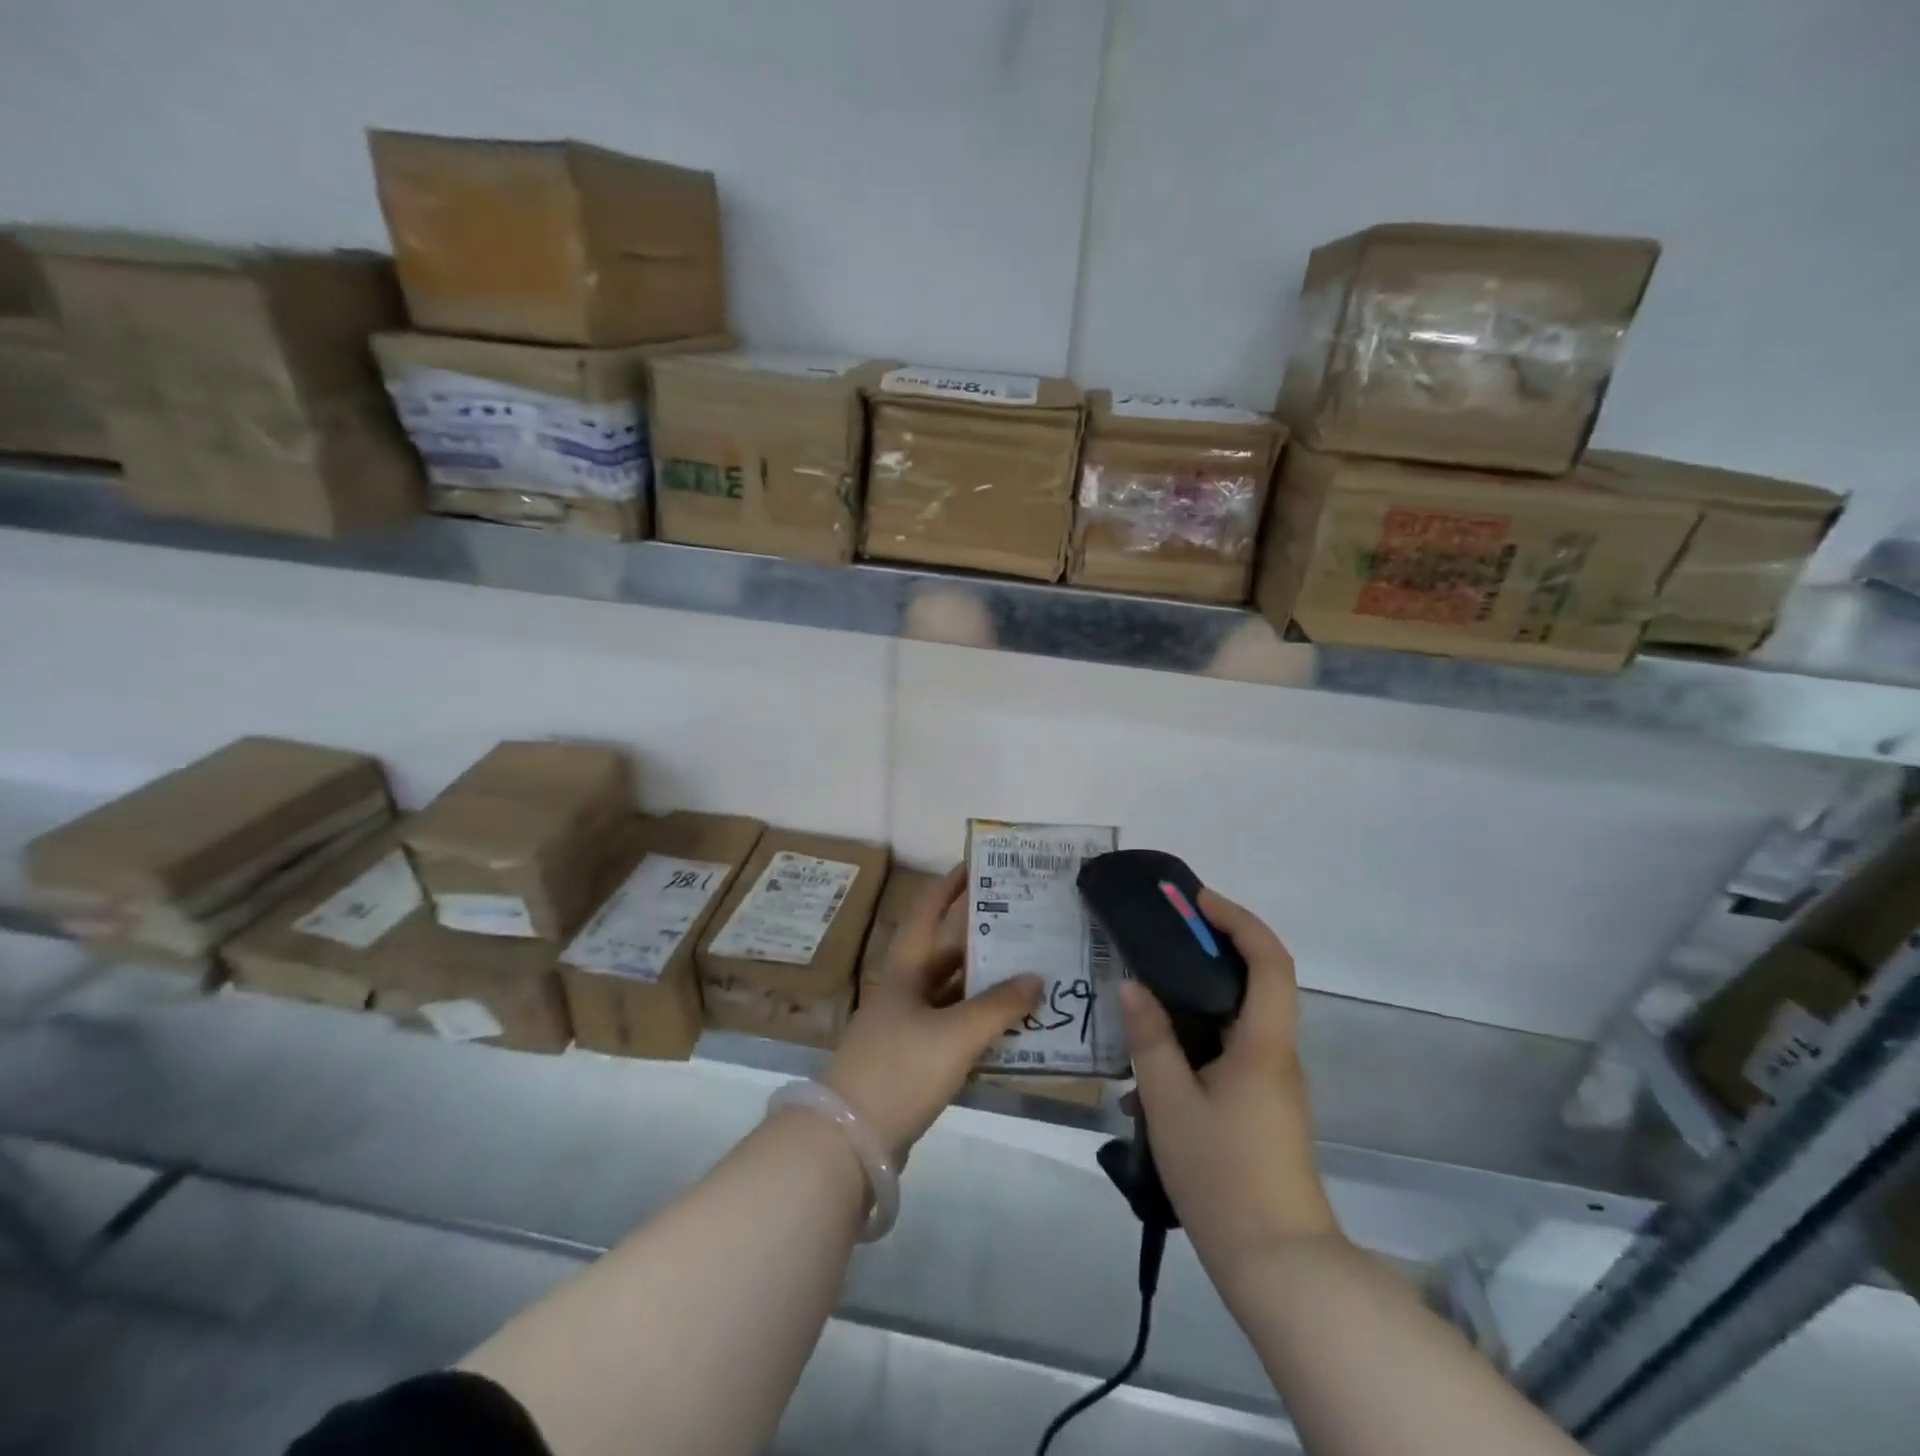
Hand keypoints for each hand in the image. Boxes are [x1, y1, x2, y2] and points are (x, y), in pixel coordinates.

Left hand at [825, 864, 1041, 1162]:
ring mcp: (907, 1027)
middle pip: (946, 955)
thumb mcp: (955, 1034)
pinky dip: (981, 1025)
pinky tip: (1012, 1029)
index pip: (928, 913)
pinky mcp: (913, 1060)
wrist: (850, 1137)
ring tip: (1029, 974)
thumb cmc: (900, 1068)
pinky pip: (954, 1030)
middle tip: (1024, 927)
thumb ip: (998, 1006)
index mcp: (906, 970)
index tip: (976, 864)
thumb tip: (1036, 977)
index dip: (949, 886)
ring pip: (953, 994)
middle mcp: (905, 990)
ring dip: (986, 986)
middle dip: (982, 940)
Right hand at [1119, 889, 1336, 1289]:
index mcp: (1263, 1044)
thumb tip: (1132, 986)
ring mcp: (1274, 1082)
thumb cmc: (1224, 1177)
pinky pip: (1234, 1046)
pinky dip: (1201, 1029)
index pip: (1270, 960)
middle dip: (1217, 944)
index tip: (1196, 900)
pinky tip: (1158, 1055)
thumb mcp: (1170, 1104)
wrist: (1280, 1266)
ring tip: (1151, 985)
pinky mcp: (1264, 1105)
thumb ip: (1150, 1040)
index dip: (1238, 919)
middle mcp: (1277, 1053)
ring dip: (1205, 988)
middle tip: (1165, 933)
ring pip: (1244, 1014)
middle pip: (1261, 979)